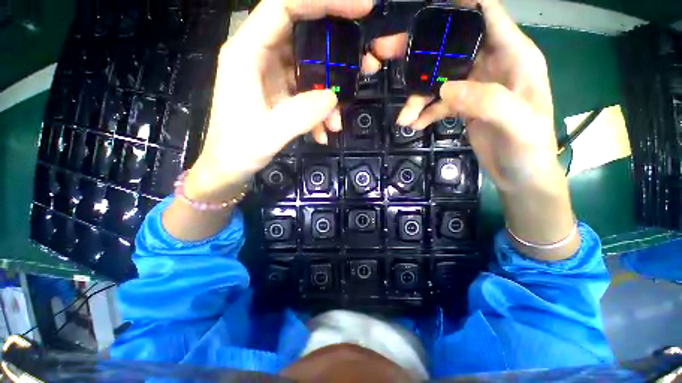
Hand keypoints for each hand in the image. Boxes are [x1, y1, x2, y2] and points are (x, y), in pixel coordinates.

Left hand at [186, 0, 374, 202]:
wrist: (229, 169)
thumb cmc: (238, 150)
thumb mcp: (269, 133)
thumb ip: (301, 114)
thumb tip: (333, 97)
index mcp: (247, 53)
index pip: (285, 6)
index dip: (322, 2)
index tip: (360, 9)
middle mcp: (259, 57)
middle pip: (304, 36)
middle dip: (337, 52)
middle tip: (366, 64)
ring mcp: (271, 77)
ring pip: (310, 71)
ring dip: (330, 95)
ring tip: (338, 123)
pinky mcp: (280, 95)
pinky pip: (307, 94)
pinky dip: (319, 113)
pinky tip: (323, 133)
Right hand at [396, 0, 556, 191]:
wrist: (521, 174)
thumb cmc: (530, 148)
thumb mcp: (518, 123)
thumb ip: (486, 101)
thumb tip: (446, 90)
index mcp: (514, 56)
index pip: (488, 14)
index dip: (461, 4)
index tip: (427, 8)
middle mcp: (492, 65)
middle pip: (452, 47)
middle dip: (421, 52)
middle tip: (388, 54)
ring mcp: (475, 87)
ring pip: (439, 80)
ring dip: (418, 97)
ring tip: (404, 118)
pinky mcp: (464, 106)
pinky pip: (438, 103)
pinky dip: (425, 113)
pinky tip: (414, 125)